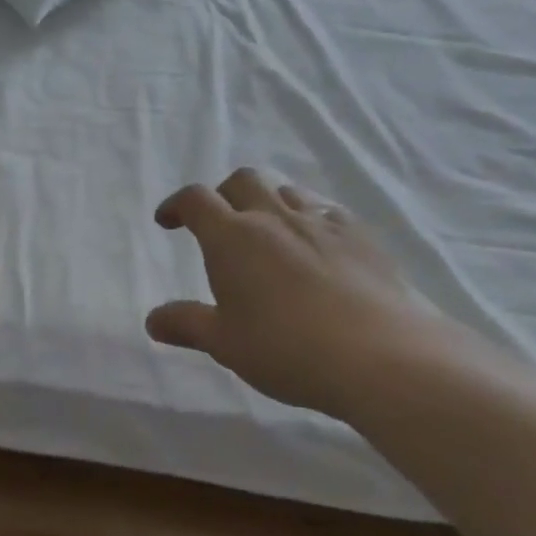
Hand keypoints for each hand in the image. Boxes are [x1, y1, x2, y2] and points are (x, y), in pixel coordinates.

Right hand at [148, 169, 448, 412]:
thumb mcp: (226, 344)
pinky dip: (308, 218)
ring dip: (267, 201)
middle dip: (224, 194)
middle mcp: (273, 216)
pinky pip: (325, 210)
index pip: (195, 200)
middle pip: (242, 180)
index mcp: (232, 237)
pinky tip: (317, 247)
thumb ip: (187, 325)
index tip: (168, 221)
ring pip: (285, 190)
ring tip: (269, 232)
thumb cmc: (288, 349)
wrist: (382, 355)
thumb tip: (152, 321)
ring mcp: (320, 221)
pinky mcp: (360, 234)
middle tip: (221, 223)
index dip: (177, 205)